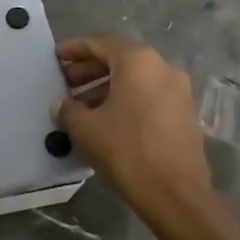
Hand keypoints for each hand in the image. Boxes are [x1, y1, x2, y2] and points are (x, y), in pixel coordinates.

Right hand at [54, 36, 211, 215]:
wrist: (177, 196)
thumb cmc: (127, 150)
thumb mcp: (86, 128)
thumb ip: (68, 109)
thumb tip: (61, 103)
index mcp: (138, 61)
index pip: (99, 44)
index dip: (74, 49)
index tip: (55, 57)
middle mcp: (162, 67)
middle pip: (119, 59)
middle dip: (89, 70)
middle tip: (65, 83)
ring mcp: (178, 91)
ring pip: (135, 79)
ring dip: (106, 87)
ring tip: (80, 107)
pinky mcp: (185, 114)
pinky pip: (148, 95)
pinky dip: (126, 100)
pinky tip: (106, 121)